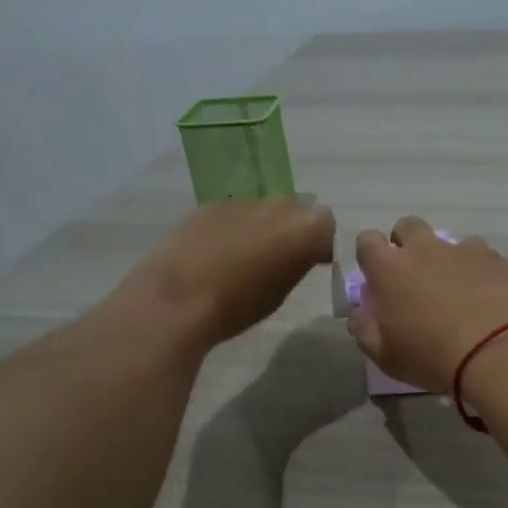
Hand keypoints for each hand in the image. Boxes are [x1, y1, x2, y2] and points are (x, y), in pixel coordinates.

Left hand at [133, 198, 334, 345]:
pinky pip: (234, 214)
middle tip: (279, 260)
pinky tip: (216, 253)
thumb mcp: (281, 292)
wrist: (180, 298)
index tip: (312, 263)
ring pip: (263, 212)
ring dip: (261, 229)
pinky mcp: (211, 204)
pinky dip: (233, 228)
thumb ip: (295, 264)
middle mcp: (278, 206)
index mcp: (304, 229)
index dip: (320, 245)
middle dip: (292, 232)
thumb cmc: (239, 306)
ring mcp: (243, 201)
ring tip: (243, 259)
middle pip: (295, 213)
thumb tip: (296, 255)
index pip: (327, 227)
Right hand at [346, 217, 507, 390]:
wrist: (499, 350)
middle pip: (407, 226)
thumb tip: (359, 313)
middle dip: (406, 244)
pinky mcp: (496, 258)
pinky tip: (486, 295)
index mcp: (389, 269)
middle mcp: (424, 249)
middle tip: (414, 278)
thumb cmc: (432, 356)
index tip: (377, 278)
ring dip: (445, 258)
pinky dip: (478, 269)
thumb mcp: (386, 356)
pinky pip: (480, 255)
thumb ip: (364, 330)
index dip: (370, 256)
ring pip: (447, 240)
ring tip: (456, 290)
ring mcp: (463, 250)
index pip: (367, 241)